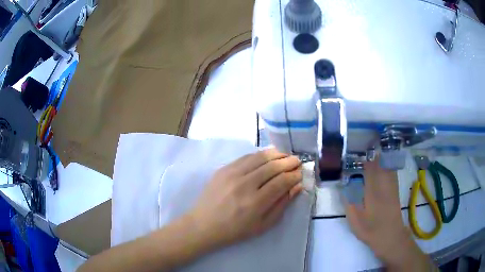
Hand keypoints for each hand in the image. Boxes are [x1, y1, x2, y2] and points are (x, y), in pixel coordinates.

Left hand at [189, 148, 302, 249]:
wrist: (204, 224)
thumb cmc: (235, 230)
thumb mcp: (263, 225)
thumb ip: (282, 205)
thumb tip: (297, 186)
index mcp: (255, 202)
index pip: (282, 181)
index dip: (294, 175)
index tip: (300, 174)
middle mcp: (244, 184)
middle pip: (272, 166)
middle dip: (288, 162)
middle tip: (297, 161)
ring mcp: (232, 174)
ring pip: (260, 157)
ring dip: (276, 154)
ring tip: (285, 155)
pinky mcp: (223, 169)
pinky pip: (246, 157)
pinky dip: (260, 154)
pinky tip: (267, 156)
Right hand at [345, 159, 434, 270]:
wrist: (391, 237)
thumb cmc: (371, 230)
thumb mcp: (355, 220)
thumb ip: (349, 201)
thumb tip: (345, 185)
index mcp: (373, 190)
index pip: (369, 167)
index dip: (362, 157)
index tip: (354, 150)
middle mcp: (384, 184)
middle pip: (379, 162)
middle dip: (371, 153)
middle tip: (361, 147)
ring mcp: (392, 186)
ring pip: (386, 165)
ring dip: (379, 156)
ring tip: (370, 152)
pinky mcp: (395, 189)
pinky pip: (390, 171)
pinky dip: (386, 163)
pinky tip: (381, 164)